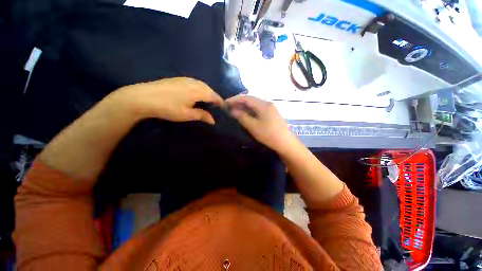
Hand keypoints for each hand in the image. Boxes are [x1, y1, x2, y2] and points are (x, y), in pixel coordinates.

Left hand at [112, 77, 222, 123]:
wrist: (143, 97)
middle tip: (216, 105)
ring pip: (202, 84)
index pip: (214, 96)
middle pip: (209, 89)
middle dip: (214, 96)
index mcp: (198, 91)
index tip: (223, 108)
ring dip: (207, 91)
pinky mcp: (178, 79)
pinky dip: (200, 88)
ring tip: (208, 99)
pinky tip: (197, 93)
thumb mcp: (187, 114)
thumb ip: (202, 115)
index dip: (219, 102)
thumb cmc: (168, 107)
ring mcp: (185, 79)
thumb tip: (213, 120)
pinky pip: (195, 82)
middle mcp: (194, 82)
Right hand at [226, 95, 294, 151]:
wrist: (285, 143)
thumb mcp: (253, 126)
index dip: (234, 99)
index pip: (246, 98)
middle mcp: (267, 103)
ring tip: (234, 111)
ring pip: (254, 105)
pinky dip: (250, 111)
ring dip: (244, 107)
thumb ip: (242, 117)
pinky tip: (245, 115)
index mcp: (263, 104)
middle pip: (250, 100)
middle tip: (228, 107)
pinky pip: (258, 109)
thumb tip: (232, 110)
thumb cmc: (269, 135)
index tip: (225, 103)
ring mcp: (270, 108)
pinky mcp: (271, 114)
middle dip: (239, 103)